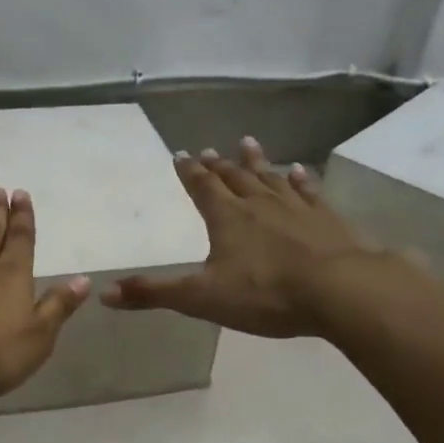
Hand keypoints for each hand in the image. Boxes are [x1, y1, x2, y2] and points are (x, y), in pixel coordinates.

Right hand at [101, 137, 391, 337]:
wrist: (339, 290)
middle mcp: (259, 204)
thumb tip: (104, 293)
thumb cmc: (265, 294)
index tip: (181, 155)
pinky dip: (301, 179)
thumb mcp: (201, 298)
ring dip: (257, 162)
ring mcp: (296, 208)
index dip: (189, 173)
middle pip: (234, 178)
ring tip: (248, 143)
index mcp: (227, 219)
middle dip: (219, 166)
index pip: (202, 188)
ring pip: (271, 177)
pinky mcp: (327, 219)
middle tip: (210, 149)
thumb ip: (154, 294)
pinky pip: (309, 191)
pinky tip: (299, 170)